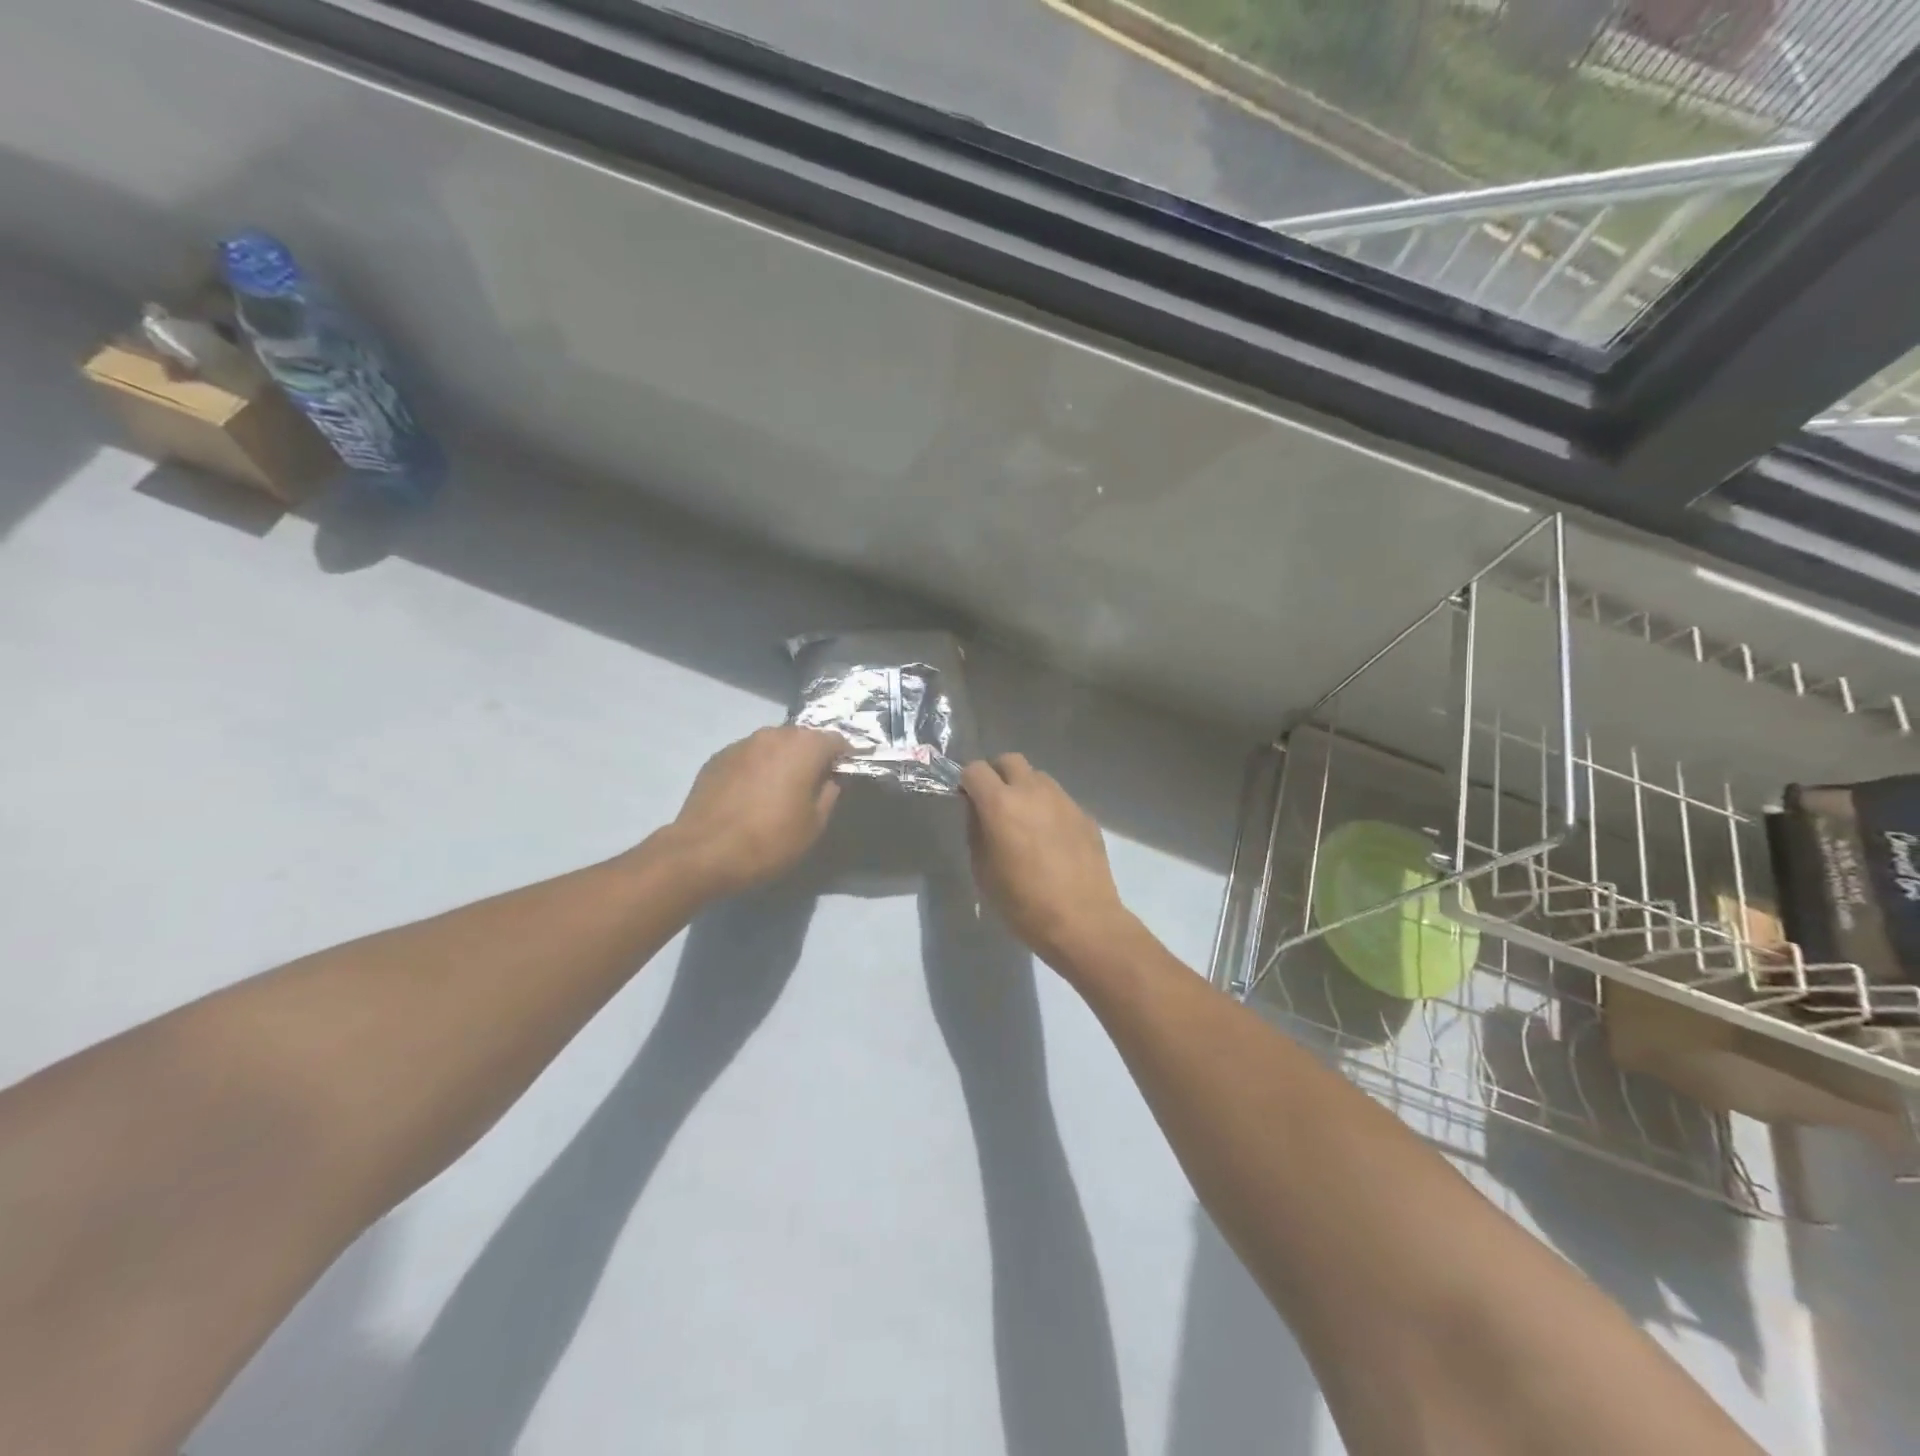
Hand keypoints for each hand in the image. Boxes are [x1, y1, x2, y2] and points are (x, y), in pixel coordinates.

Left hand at [669, 727, 847, 895]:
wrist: (703, 852)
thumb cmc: (769, 840)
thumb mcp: (814, 825)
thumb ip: (828, 794)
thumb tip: (828, 779)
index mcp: (803, 747)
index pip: (836, 740)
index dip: (844, 756)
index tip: (845, 774)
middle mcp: (773, 735)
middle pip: (802, 737)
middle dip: (812, 755)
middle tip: (813, 783)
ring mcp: (741, 744)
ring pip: (773, 745)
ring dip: (782, 760)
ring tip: (780, 789)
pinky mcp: (717, 757)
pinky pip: (748, 757)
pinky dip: (756, 768)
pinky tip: (751, 795)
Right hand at [960, 754, 1132, 970]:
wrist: (1083, 921)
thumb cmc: (1024, 904)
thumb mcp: (983, 871)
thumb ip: (976, 832)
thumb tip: (978, 811)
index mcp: (1001, 804)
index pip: (975, 770)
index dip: (967, 783)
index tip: (968, 801)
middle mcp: (1033, 792)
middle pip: (1010, 760)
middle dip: (997, 775)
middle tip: (995, 804)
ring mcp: (1063, 800)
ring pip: (1038, 777)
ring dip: (1025, 789)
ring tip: (1025, 822)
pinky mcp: (1084, 815)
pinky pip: (1059, 799)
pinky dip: (1048, 809)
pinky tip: (1051, 840)